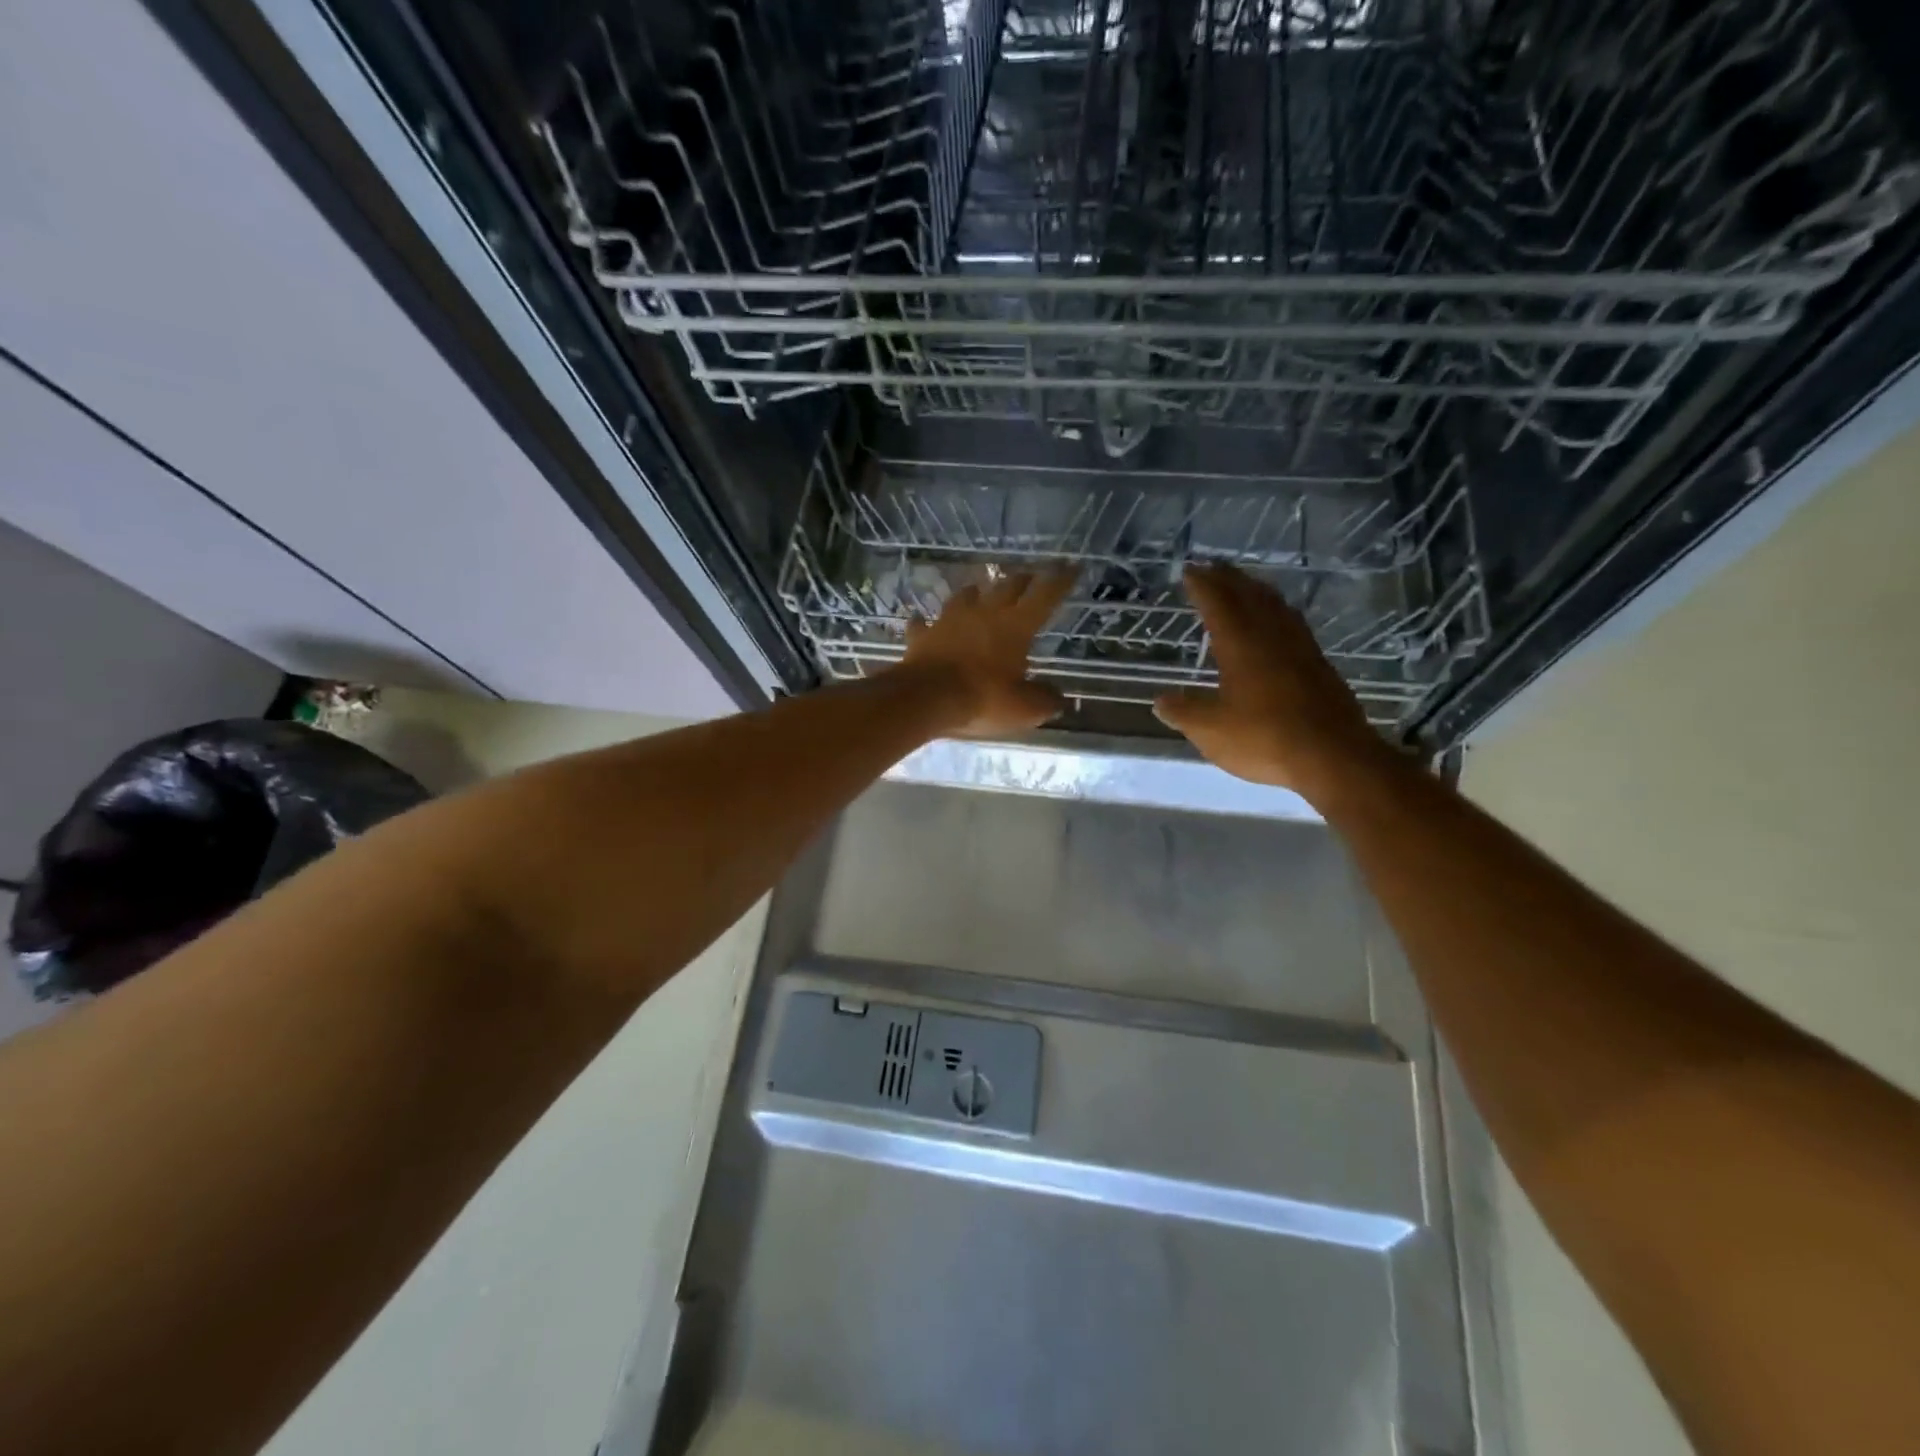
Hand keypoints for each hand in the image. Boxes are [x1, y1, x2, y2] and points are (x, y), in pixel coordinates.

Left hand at [899, 569, 1076, 736]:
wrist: (926, 698)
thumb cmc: (983, 699)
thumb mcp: (1025, 709)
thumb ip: (1045, 700)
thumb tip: (1058, 699)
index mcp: (1015, 626)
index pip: (1045, 596)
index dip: (1060, 581)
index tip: (1072, 566)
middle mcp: (984, 614)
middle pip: (1006, 587)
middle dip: (1021, 580)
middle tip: (1029, 576)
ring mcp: (949, 621)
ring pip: (965, 597)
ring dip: (975, 592)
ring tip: (979, 590)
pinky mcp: (922, 637)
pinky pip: (923, 625)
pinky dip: (925, 622)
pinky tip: (922, 621)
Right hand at [1153, 563, 1391, 797]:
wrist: (1333, 756)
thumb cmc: (1264, 739)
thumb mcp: (1211, 730)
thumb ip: (1183, 712)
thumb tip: (1160, 701)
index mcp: (1241, 645)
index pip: (1218, 604)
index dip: (1202, 585)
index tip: (1190, 570)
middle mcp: (1271, 637)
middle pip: (1249, 596)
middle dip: (1229, 579)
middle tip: (1213, 567)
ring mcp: (1300, 648)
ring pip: (1276, 606)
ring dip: (1256, 590)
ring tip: (1244, 584)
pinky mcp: (1319, 665)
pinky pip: (1293, 623)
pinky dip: (1278, 611)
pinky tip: (1279, 621)